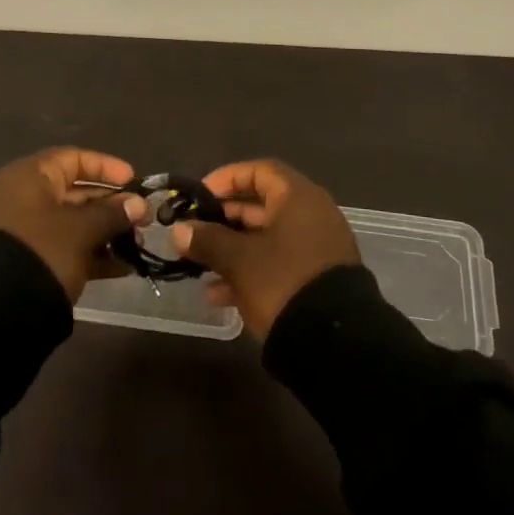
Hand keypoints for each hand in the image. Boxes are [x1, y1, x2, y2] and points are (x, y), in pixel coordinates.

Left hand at [0, 148, 148, 302]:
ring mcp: (28, 232)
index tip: (134, 181)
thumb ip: (112, 213)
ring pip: (74, 223)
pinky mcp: (32, 261)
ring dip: (107, 232)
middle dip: (113, 205)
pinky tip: (123, 267)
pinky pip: (67, 248)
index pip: (73, 159)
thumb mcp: (81, 229)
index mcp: (30, 177)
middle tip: (144, 219)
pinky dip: (93, 255)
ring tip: (138, 245)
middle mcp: (26, 198)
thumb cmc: (42, 250)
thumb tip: (139, 204)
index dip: (106, 167)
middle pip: (76, 192)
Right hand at [170, 159, 360, 338]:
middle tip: (193, 232)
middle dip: (223, 220)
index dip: (226, 179)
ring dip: (231, 250)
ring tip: (199, 267)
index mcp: (298, 198)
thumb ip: (206, 240)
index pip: (259, 171)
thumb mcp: (238, 260)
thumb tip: (178, 230)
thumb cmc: (283, 282)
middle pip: (261, 206)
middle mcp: (311, 216)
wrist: (335, 343)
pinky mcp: (315, 279)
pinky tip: (218, 295)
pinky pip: (277, 263)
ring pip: (266, 239)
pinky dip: (249, 271)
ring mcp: (316, 249)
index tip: (200, 196)